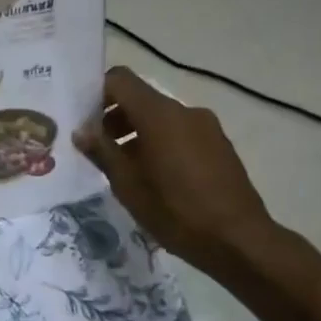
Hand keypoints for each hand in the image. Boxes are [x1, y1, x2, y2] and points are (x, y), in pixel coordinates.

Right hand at [73, 67, 284, 275]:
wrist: (239, 240)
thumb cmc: (176, 211)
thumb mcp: (128, 185)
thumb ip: (102, 151)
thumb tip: (81, 130)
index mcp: (159, 114)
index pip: (120, 80)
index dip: (97, 93)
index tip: (83, 119)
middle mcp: (184, 111)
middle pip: (141, 99)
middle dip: (115, 117)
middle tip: (97, 149)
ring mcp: (206, 127)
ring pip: (161, 118)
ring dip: (137, 133)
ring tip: (125, 168)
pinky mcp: (219, 145)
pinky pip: (181, 133)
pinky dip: (161, 143)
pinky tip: (156, 178)